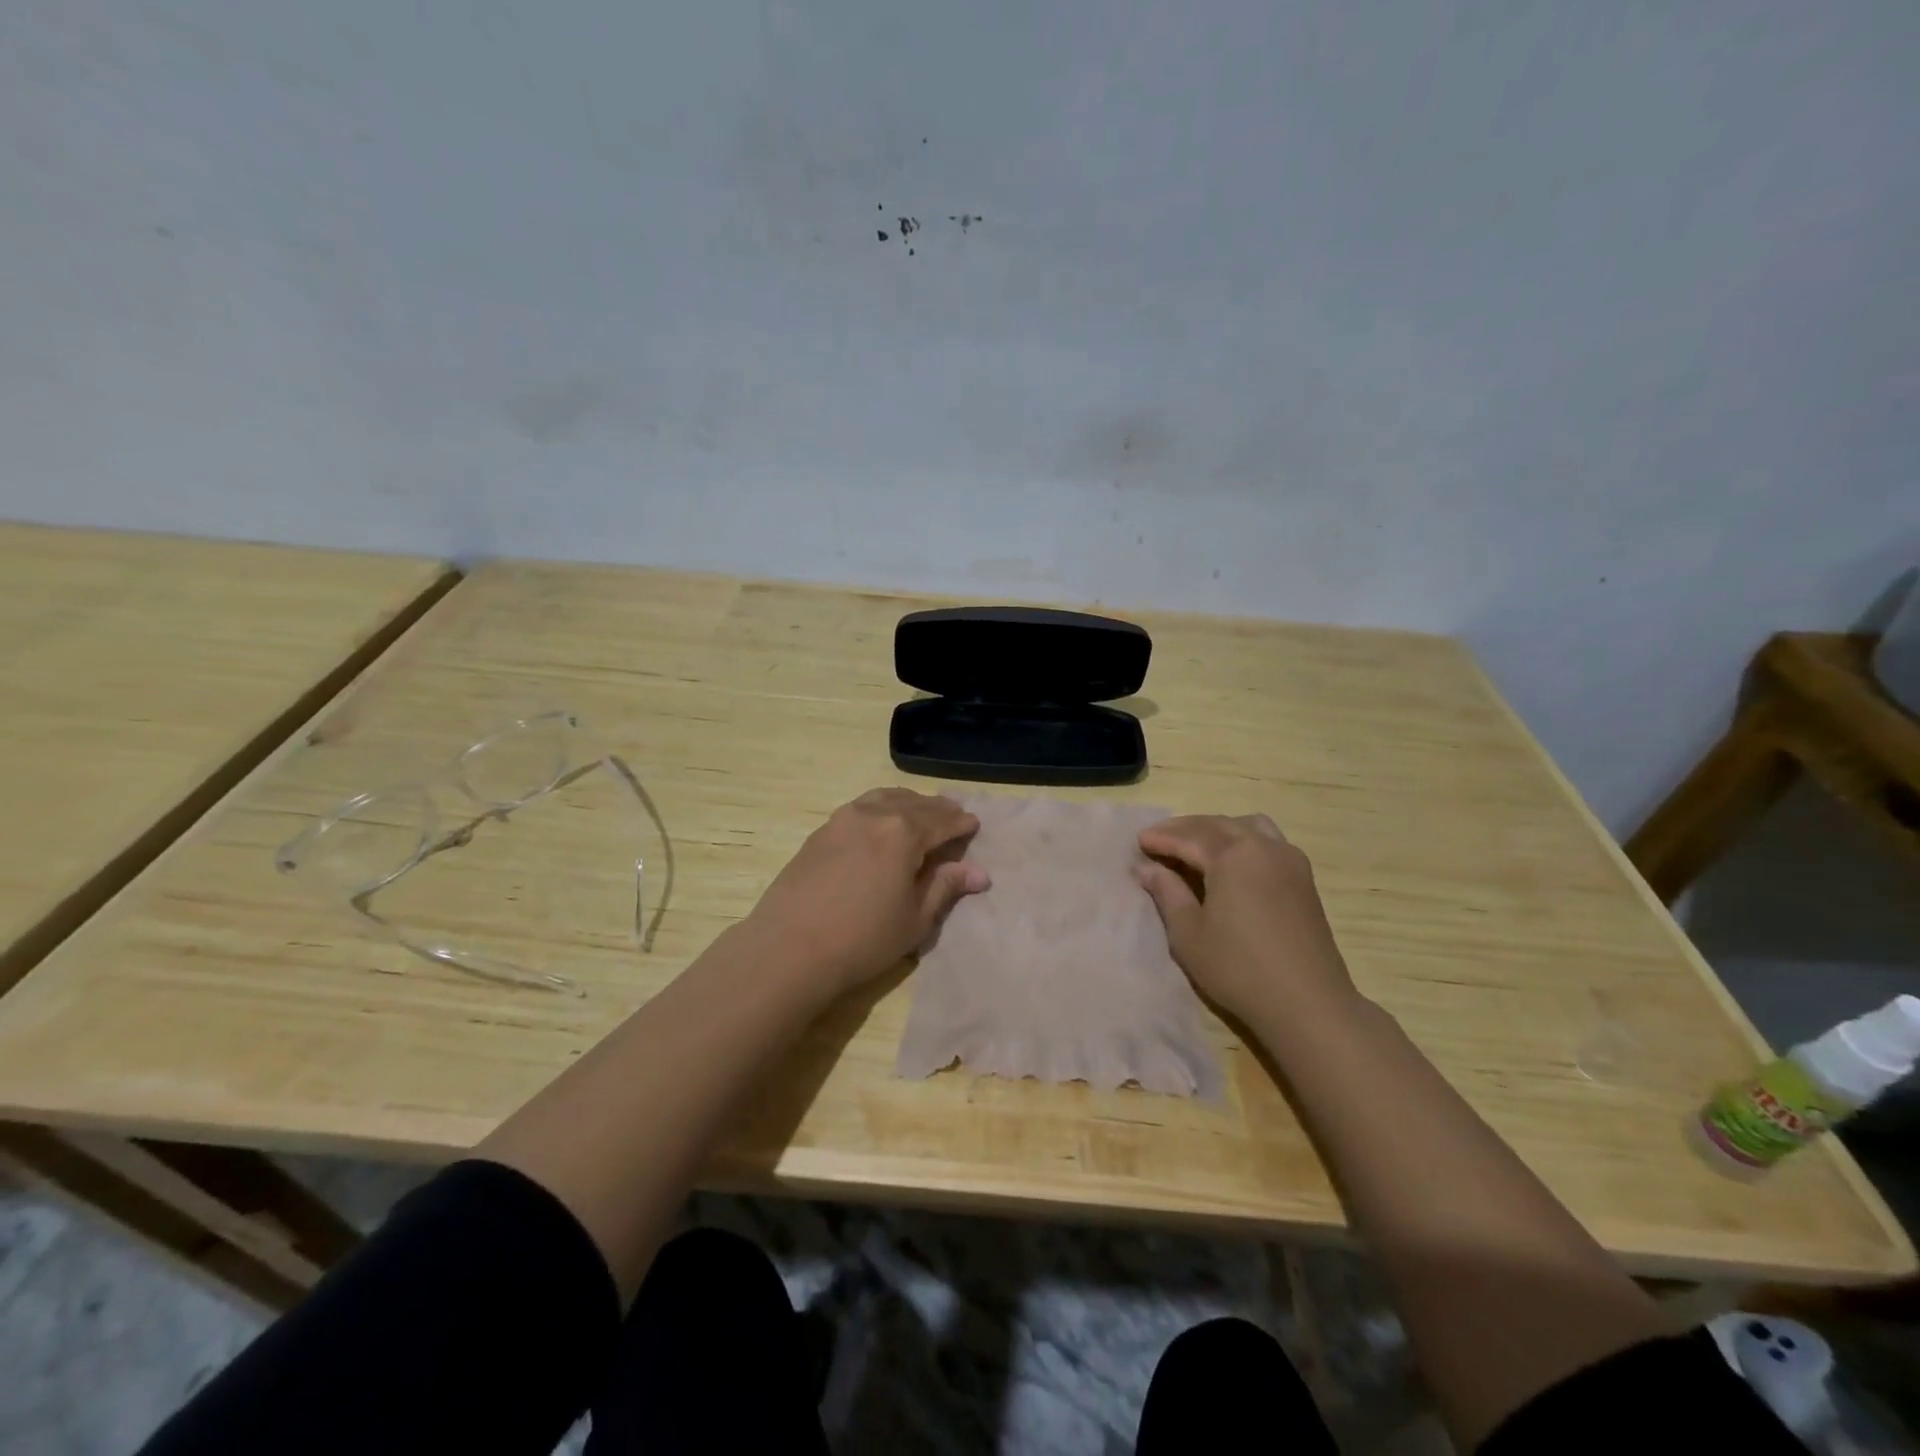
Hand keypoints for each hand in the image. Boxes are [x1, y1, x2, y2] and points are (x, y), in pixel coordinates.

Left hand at [742, 788, 988, 997]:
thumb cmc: (863, 939)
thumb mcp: (915, 918)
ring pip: (885, 799)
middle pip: (915, 804)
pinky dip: (881, 809)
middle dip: (938, 810)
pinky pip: (861, 807)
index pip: (942, 820)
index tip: (975, 824)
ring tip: (919, 815)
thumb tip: (979, 872)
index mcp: (904, 832)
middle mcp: (874, 814)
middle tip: (953, 817)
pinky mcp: (821, 831)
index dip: (961, 823)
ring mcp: (843, 819)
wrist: (789, 949)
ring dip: (908, 804)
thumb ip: (945, 887)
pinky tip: (881, 826)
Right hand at [1135, 814, 1354, 1024]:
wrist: (1308, 1003)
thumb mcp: (1188, 933)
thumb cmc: (1238, 968)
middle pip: (1217, 825)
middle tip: (1158, 839)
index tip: (1137, 841)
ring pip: (1247, 826)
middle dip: (1184, 829)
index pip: (1188, 837)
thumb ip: (1167, 893)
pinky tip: (1231, 860)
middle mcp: (1263, 846)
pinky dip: (1243, 839)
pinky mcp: (1303, 878)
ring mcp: (1288, 859)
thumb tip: (1147, 868)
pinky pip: (1268, 841)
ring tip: (1195, 844)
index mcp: (1232, 855)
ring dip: (1217, 829)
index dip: (1160, 838)